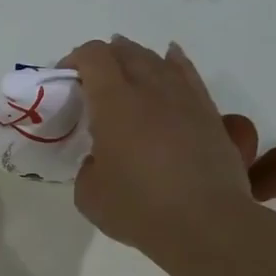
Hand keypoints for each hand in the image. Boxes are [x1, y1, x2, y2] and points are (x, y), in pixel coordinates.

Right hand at [64, 37, 275, 272]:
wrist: (206, 223)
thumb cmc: (138, 209)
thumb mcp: (89, 194)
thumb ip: (88, 167)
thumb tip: (101, 159)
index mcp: (114, 102)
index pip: (94, 56)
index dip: (76, 58)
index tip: (66, 77)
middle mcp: (150, 89)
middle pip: (126, 52)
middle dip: (105, 57)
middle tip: (92, 79)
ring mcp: (184, 98)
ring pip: (158, 60)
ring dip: (136, 58)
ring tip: (126, 68)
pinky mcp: (209, 113)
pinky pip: (188, 74)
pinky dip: (174, 63)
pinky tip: (170, 61)